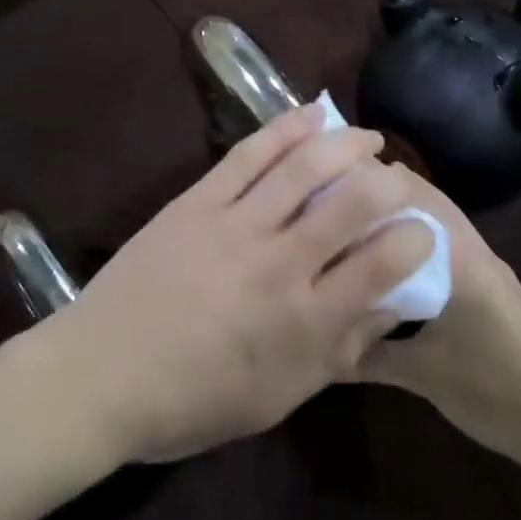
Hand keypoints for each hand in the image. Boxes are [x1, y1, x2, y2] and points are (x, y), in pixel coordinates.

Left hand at [40, 105, 435, 463]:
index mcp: (303, 323)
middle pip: (351, 205)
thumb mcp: (278, 397)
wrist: (99, 376)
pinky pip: (249, 154)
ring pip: (303, 168)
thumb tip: (387, 306)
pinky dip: (286, 129)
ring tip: (367, 139)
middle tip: (396, 178)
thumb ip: (337, 351)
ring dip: (346, 144)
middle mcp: (277, 265)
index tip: (421, 231)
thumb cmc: (191, 403)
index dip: (415, 240)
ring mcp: (234, 226)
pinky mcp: (196, 202)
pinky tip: (313, 116)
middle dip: (388, 183)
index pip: (382, 267)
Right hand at [358, 168, 520, 472]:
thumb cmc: (491, 391)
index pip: (418, 200)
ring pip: (438, 225)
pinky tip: (387, 261)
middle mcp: (476, 252)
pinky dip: (416, 243)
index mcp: (463, 261)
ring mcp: (487, 268)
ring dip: (401, 218)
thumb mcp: (422, 375)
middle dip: (385, 196)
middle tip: (334, 197)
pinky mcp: (489, 287)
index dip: (378, 185)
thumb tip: (320, 341)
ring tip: (353, 221)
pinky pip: (447, 248)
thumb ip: (368, 355)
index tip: (334, 183)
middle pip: (428, 204)